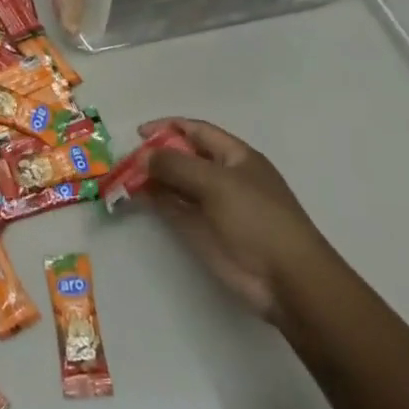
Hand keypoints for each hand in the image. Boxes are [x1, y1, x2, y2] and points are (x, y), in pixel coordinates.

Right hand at [144, 118, 331, 322]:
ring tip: (123, 177)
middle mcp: (222, 177)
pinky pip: (174, 209)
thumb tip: (145, 157)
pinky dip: (155, 201)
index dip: (169, 127)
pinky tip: (136, 197)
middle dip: (155, 154)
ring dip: (151, 178)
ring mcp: (212, 205)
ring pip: (175, 183)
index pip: (197, 131)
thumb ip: (177, 165)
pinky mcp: (202, 232)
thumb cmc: (257, 219)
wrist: (286, 280)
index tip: (139, 134)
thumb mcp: (217, 183)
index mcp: (236, 157)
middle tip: (124, 160)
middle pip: (183, 156)